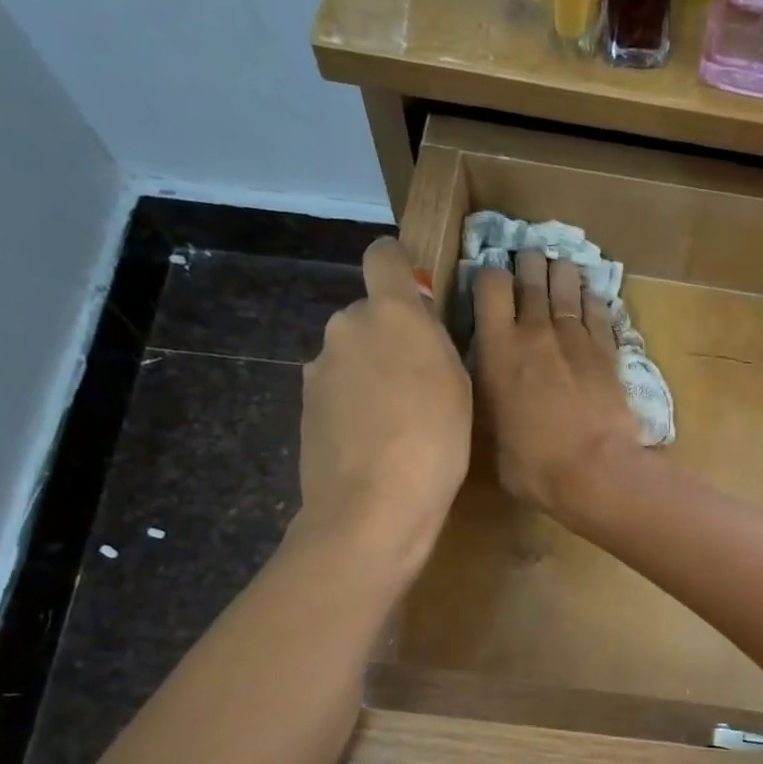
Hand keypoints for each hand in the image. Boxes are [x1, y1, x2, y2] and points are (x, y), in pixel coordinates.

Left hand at [296, 238, 470, 575]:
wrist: (373, 507)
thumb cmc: (435, 441)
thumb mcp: (457, 382)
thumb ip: (433, 339)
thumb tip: (415, 319)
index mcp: (389, 312)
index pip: (383, 256)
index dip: (399, 267)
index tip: (418, 296)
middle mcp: (345, 327)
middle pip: (368, 314)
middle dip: (389, 335)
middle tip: (420, 380)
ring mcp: (319, 368)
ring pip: (351, 354)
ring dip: (371, 372)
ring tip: (398, 420)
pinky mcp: (305, 406)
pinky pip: (337, 390)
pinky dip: (354, 404)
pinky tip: (374, 442)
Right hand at [475, 250, 641, 518]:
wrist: (594, 471)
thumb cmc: (533, 464)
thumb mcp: (492, 436)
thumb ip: (491, 403)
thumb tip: (496, 400)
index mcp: (498, 349)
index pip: (490, 285)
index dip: (490, 276)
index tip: (491, 283)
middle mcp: (536, 332)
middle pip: (532, 276)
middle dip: (528, 264)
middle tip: (528, 262)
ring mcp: (576, 338)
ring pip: (568, 285)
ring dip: (562, 273)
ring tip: (560, 269)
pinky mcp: (608, 350)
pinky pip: (599, 311)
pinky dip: (593, 299)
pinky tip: (591, 295)